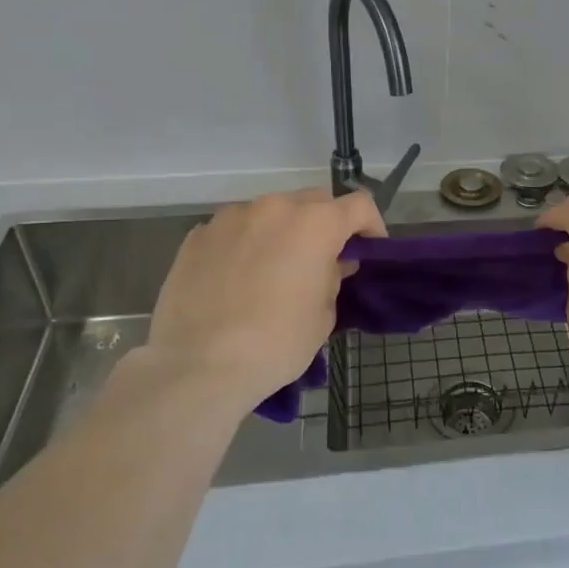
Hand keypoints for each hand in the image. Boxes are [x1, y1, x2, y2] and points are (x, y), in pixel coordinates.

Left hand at [138, 189, 385, 407]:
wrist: (198, 365)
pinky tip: (236, 278)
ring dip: (281, 232)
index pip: (359, 205)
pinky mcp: (198, 235)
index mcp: (315, 224)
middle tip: (320, 261)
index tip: (367, 251)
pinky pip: (234, 230)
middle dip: (324, 225)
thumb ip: (332, 278)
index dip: (370, 225)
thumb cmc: (276, 342)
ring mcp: (232, 218)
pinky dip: (244, 244)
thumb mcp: (323, 315)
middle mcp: (275, 208)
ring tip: (273, 269)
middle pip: (313, 201)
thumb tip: (329, 264)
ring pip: (270, 213)